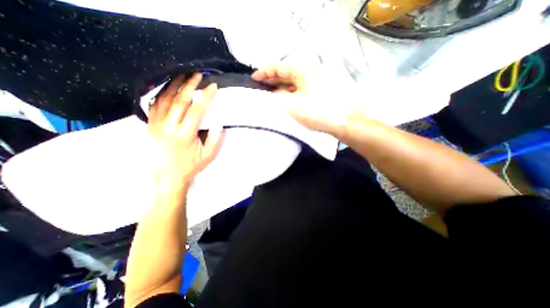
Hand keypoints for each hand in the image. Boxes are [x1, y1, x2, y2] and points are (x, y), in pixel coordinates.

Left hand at [148, 73, 222, 188]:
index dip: (206, 97)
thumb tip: (218, 122)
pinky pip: (154, 105)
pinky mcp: (150, 125)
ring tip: (183, 74)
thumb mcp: (208, 156)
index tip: (213, 86)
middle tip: (198, 74)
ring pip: (165, 99)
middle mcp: (168, 126)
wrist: (167, 177)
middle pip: (180, 100)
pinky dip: (161, 93)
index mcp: (185, 134)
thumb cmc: (190, 166)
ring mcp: (156, 125)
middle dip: (190, 85)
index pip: (197, 110)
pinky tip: (167, 87)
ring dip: (175, 85)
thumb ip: (215, 139)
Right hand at [255, 66, 363, 138]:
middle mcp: (311, 71)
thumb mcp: (293, 105)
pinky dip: (291, 92)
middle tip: (261, 85)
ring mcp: (317, 80)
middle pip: (287, 73)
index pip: (279, 67)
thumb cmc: (319, 112)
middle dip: (272, 79)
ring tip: (270, 92)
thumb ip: (279, 97)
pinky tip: (286, 98)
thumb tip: (275, 93)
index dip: (264, 72)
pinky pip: (301, 88)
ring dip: (282, 86)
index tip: (254, 77)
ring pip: (294, 81)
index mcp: (303, 69)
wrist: (345, 121)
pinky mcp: (321, 90)